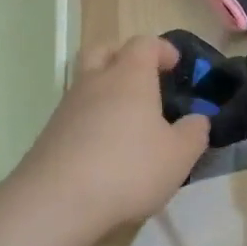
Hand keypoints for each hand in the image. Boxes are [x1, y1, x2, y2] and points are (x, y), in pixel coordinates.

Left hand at [15, 36, 210, 239]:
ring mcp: (67, 107)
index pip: (144, 43)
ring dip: (105, 91)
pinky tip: (105, 149)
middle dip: (124, 57)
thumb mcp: (179, 156)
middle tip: (143, 79)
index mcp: (129, 76)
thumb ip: (194, 133)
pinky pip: (75, 114)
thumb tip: (197, 120)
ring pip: (86, 82)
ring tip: (127, 121)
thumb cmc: (128, 169)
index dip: (162, 49)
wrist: (56, 202)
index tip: (176, 65)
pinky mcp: (50, 133)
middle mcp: (95, 82)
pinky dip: (91, 120)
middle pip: (104, 50)